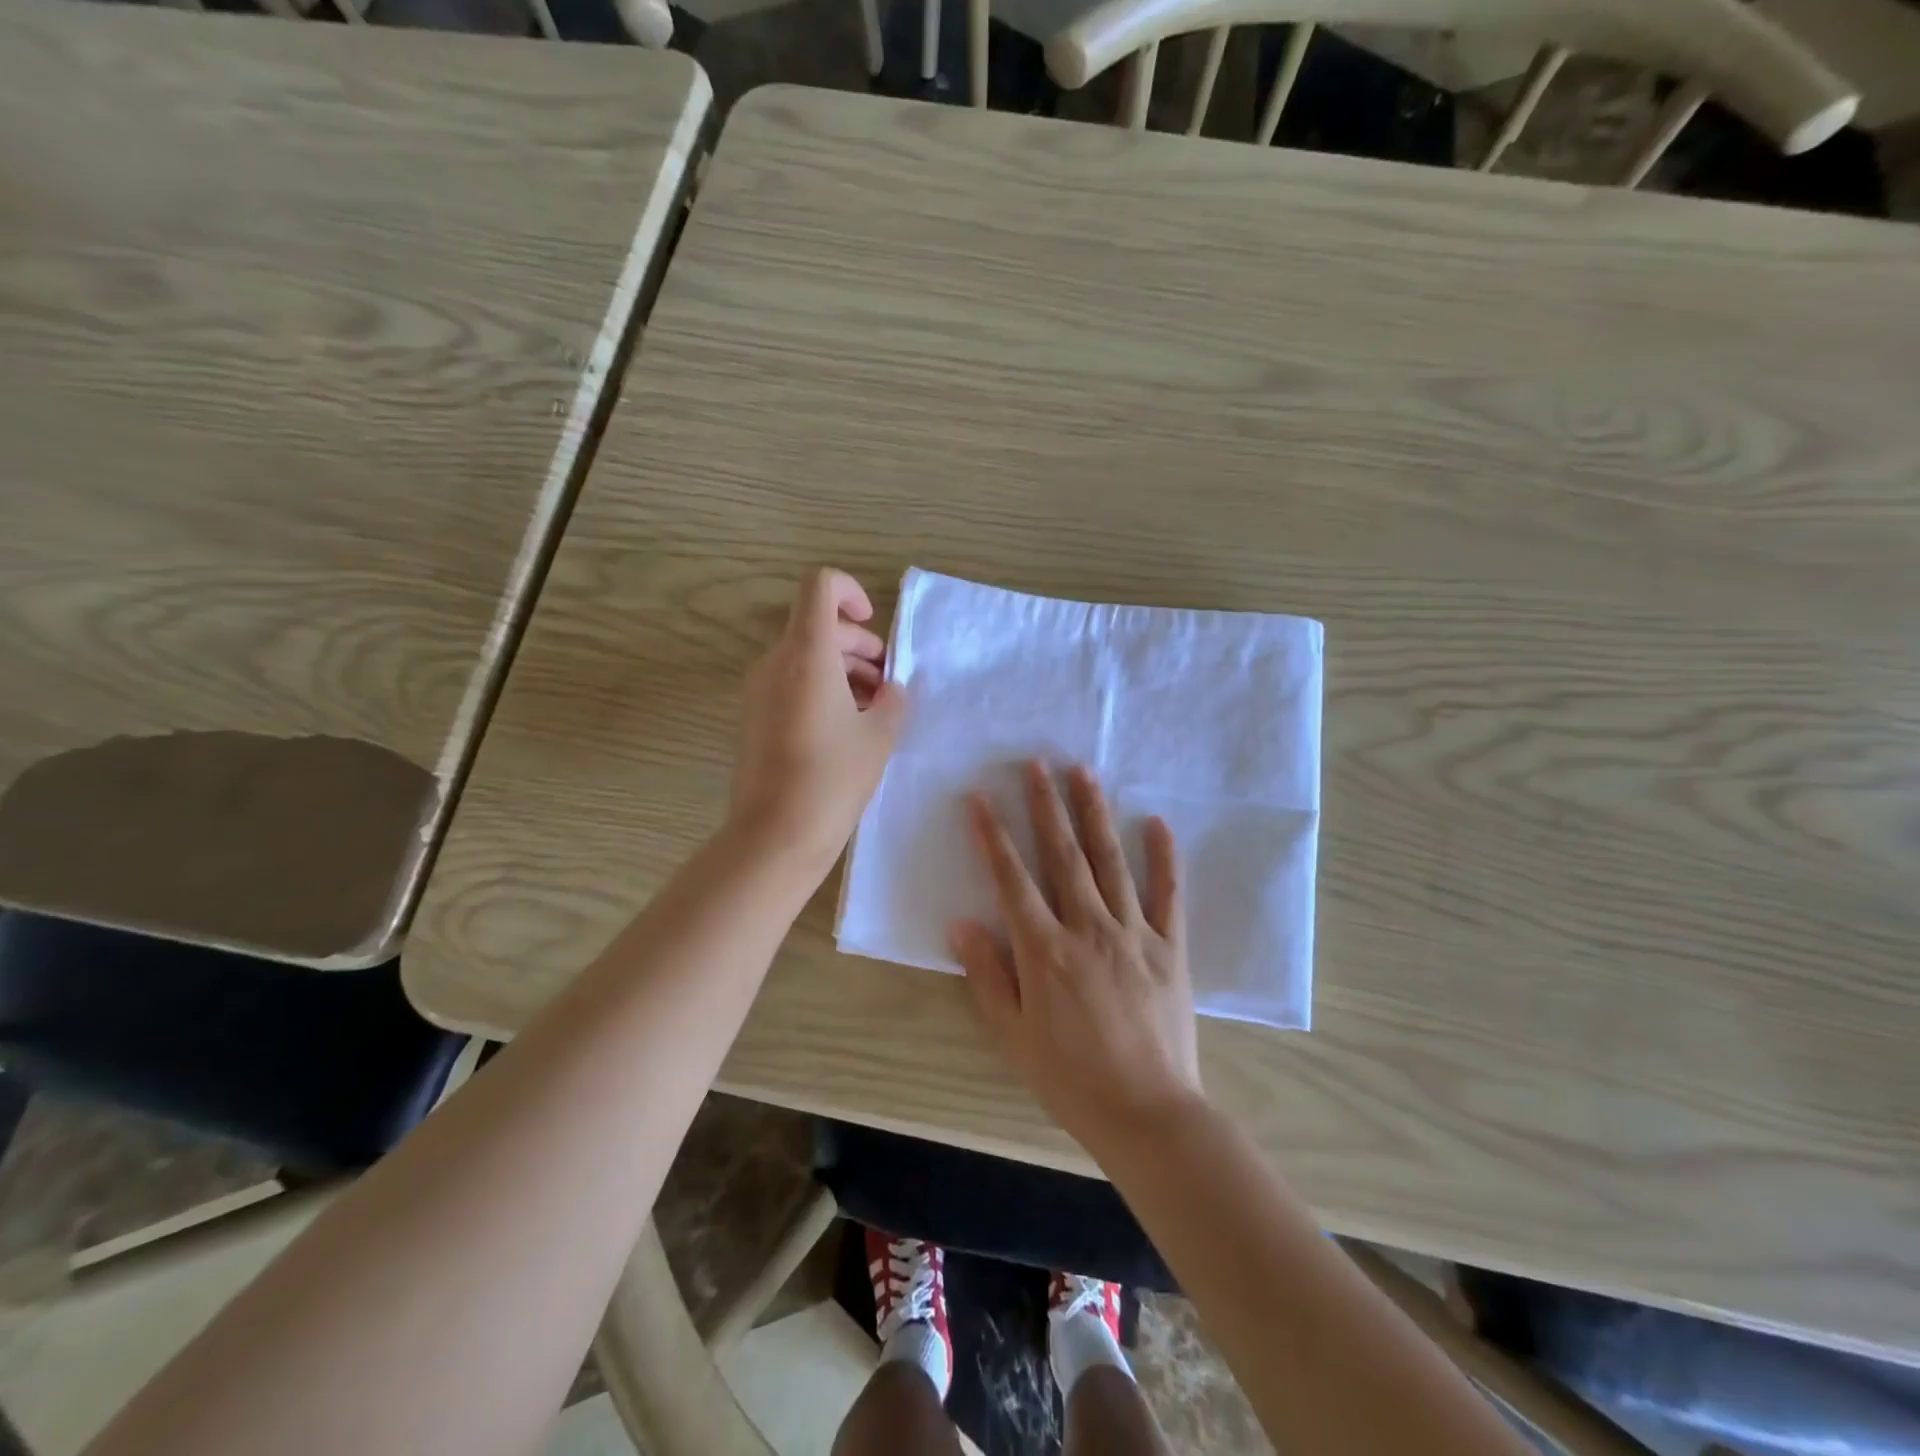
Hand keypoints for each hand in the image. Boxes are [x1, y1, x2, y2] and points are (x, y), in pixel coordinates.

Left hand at [729, 568, 905, 877]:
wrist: (775, 835)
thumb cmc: (833, 779)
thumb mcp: (879, 736)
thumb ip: (892, 700)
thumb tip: (889, 691)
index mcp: (806, 654)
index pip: (819, 586)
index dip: (850, 592)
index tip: (873, 627)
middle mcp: (775, 662)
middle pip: (817, 626)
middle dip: (858, 645)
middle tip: (887, 682)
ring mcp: (759, 690)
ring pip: (805, 657)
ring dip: (843, 670)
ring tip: (874, 709)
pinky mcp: (754, 717)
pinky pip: (791, 684)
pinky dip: (822, 690)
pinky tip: (848, 728)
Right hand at [951, 761, 1202, 1152]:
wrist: (1147, 1113)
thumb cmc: (1070, 1079)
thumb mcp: (1013, 1035)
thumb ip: (988, 975)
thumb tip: (962, 924)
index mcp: (1044, 950)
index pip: (1012, 878)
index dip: (993, 835)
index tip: (981, 797)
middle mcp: (1087, 927)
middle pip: (1062, 854)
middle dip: (1046, 804)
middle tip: (1037, 762)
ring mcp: (1133, 932)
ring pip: (1110, 860)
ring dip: (1094, 813)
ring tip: (1083, 772)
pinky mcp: (1169, 946)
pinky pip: (1168, 893)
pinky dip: (1164, 856)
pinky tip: (1157, 822)